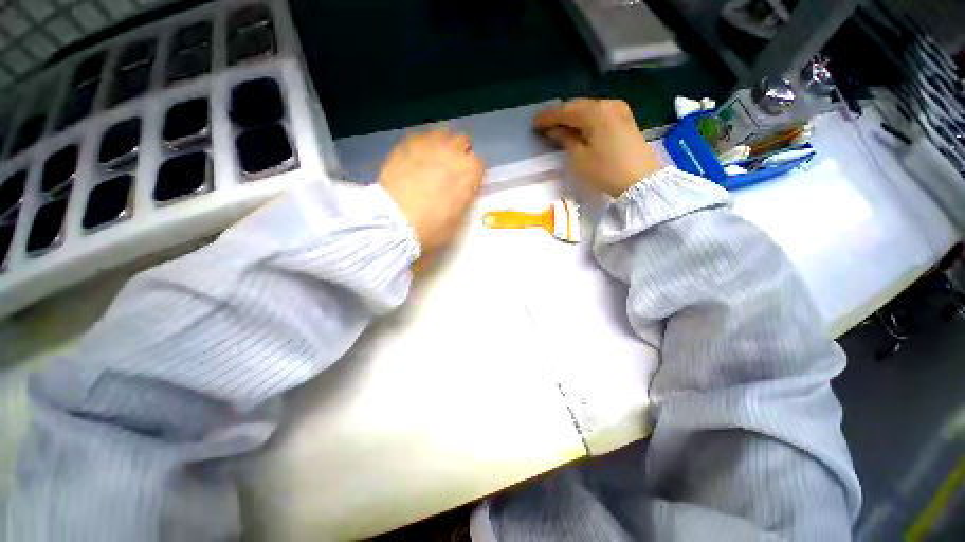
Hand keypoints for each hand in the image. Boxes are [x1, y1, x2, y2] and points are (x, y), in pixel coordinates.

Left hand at [379, 130, 483, 255]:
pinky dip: (420, 147)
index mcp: (470, 171)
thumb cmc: (433, 227)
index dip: (471, 175)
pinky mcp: (407, 143)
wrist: (396, 221)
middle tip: (447, 172)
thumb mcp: (458, 218)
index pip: (478, 164)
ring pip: (442, 135)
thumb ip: (463, 198)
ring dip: (440, 147)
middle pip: (462, 143)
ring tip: (430, 163)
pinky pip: (420, 138)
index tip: (463, 184)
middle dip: (458, 155)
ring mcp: (429, 143)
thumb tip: (460, 192)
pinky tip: (413, 161)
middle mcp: (453, 151)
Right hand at [534, 99, 663, 196]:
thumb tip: (554, 130)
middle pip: (578, 106)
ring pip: (589, 109)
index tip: (533, 123)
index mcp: (595, 112)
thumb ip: (565, 139)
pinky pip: (599, 114)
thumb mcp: (579, 158)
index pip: (565, 110)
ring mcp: (619, 110)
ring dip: (572, 117)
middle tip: (543, 124)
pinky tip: (578, 127)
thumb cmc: (605, 171)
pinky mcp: (625, 119)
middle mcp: (608, 104)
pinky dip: (585, 120)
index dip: (548, 117)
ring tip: (558, 126)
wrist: (641, 181)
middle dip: (560, 115)